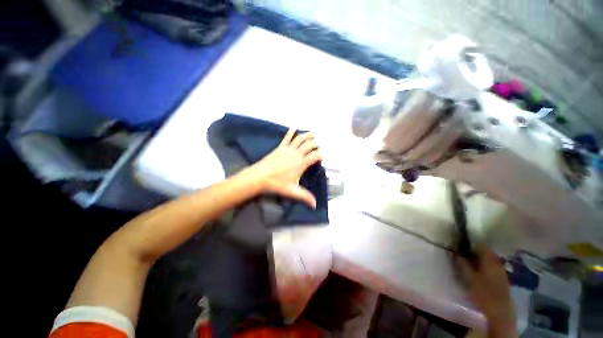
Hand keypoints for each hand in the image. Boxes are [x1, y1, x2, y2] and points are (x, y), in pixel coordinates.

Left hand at [246, 129, 321, 207]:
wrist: (260, 176)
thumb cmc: (277, 184)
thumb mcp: (293, 191)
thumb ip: (305, 196)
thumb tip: (315, 205)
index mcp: (301, 163)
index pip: (315, 156)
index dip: (321, 154)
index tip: (324, 154)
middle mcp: (297, 154)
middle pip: (309, 145)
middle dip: (316, 143)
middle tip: (319, 144)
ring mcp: (288, 149)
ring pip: (300, 139)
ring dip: (307, 135)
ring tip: (313, 133)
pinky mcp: (280, 147)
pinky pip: (287, 138)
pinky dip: (291, 132)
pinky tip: (294, 127)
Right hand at [457, 244, 515, 336]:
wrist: (500, 310)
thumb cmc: (483, 292)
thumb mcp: (468, 277)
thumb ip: (462, 264)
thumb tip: (456, 253)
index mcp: (489, 259)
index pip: (480, 245)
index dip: (470, 243)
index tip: (460, 245)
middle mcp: (497, 262)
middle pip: (485, 252)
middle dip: (474, 251)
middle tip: (463, 254)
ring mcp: (501, 270)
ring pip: (489, 260)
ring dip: (479, 259)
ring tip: (469, 263)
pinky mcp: (502, 278)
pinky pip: (492, 267)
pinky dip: (484, 266)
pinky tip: (478, 272)